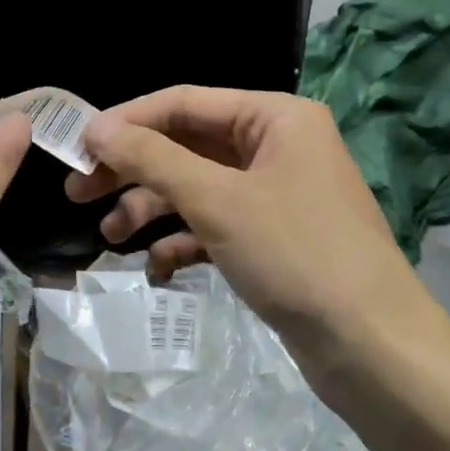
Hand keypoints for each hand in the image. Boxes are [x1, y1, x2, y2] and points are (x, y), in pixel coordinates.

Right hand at [66, 86, 449, 380]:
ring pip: (196, 188)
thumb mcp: (216, 200)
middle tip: (78, 193)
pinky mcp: (273, 238)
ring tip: (111, 237)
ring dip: (151, 209)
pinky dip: (182, 241)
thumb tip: (96, 128)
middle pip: (186, 146)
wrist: (372, 348)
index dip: (127, 122)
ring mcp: (276, 195)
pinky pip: (214, 225)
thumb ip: (152, 158)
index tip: (77, 147)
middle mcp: (277, 146)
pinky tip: (156, 268)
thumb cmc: (296, 255)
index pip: (184, 102)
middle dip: (132, 170)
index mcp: (275, 118)